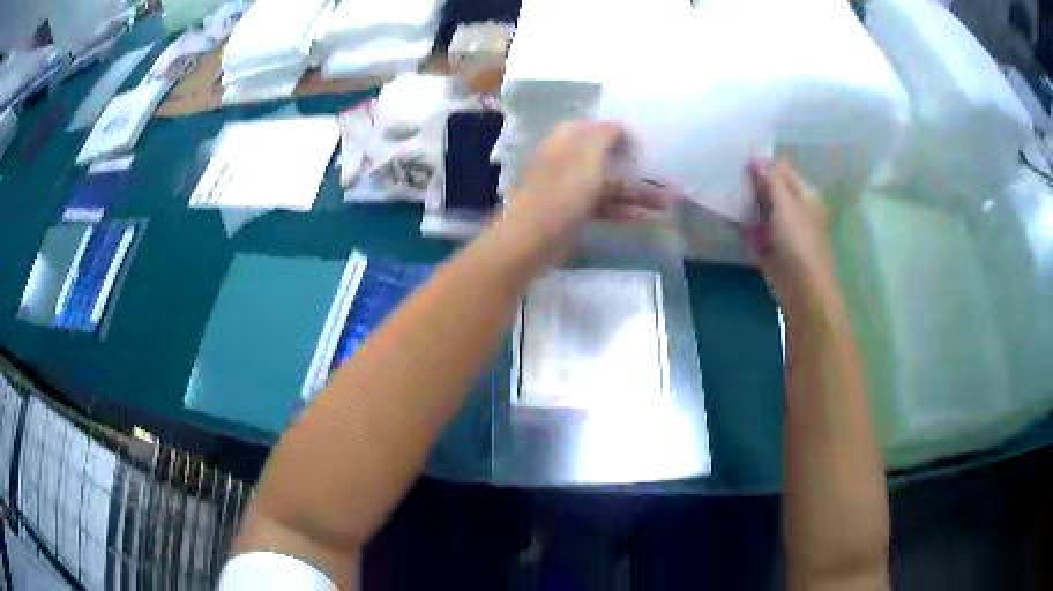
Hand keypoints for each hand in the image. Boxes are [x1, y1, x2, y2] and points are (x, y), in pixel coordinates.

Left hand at [507, 121, 673, 239]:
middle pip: (607, 159)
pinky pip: (604, 206)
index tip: (645, 145)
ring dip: (638, 193)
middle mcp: (568, 159)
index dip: (621, 134)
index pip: (596, 128)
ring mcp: (570, 187)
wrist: (535, 237)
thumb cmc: (565, 189)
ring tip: (668, 203)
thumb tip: (619, 127)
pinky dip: (624, 210)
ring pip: (609, 184)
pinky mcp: (573, 212)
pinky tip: (648, 218)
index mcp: (567, 139)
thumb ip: (606, 134)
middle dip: (637, 168)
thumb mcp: (589, 153)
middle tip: (667, 178)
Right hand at [743, 159, 836, 313]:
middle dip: (753, 185)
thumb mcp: (786, 204)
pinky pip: (756, 233)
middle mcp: (797, 210)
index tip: (739, 160)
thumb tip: (756, 157)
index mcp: (806, 195)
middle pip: (772, 190)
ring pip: (762, 211)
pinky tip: (729, 221)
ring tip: (724, 195)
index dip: (763, 164)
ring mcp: (785, 231)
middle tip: (728, 177)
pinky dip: (745, 228)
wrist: (804, 291)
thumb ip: (771, 180)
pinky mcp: (773, 250)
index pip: (783, 170)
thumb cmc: (800, 242)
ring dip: (747, 206)